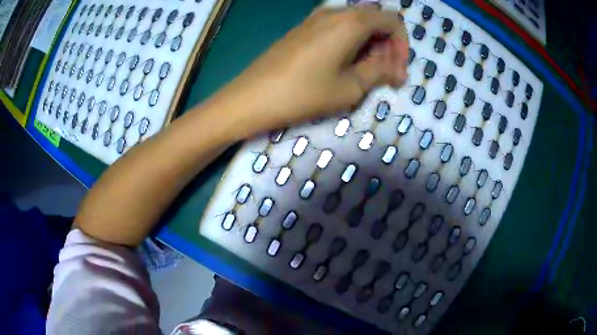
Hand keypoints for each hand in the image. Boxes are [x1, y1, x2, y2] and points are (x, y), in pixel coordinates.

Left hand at [214, 4, 408, 135]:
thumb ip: (379, 71)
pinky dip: (351, 44)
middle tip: (387, 76)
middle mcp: (335, 12)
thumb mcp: (350, 87)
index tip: (397, 70)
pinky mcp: (304, 29)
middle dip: (388, 46)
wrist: (251, 97)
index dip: (402, 45)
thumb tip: (396, 68)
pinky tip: (346, 66)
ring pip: (357, 24)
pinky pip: (338, 29)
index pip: (392, 20)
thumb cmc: (303, 93)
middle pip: (375, 20)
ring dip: (370, 46)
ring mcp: (316, 18)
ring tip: (368, 75)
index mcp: (351, 21)